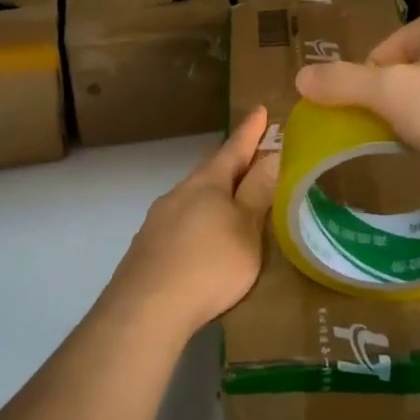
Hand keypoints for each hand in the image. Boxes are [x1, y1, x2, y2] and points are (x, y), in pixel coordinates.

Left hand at [101, 108, 278, 343]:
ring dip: (214, 196)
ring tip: (233, 203)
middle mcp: (179, 194)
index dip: (250, 131)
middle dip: (231, 163)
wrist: (146, 310)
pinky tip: (204, 240)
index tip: (261, 110)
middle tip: (252, 157)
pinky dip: (199, 222)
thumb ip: (258, 193)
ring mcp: (158, 221)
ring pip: (193, 198)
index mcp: (207, 184)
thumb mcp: (245, 229)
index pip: (234, 148)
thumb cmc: (208, 264)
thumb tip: (273, 155)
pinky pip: (181, 223)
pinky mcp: (148, 248)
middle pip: (210, 171)